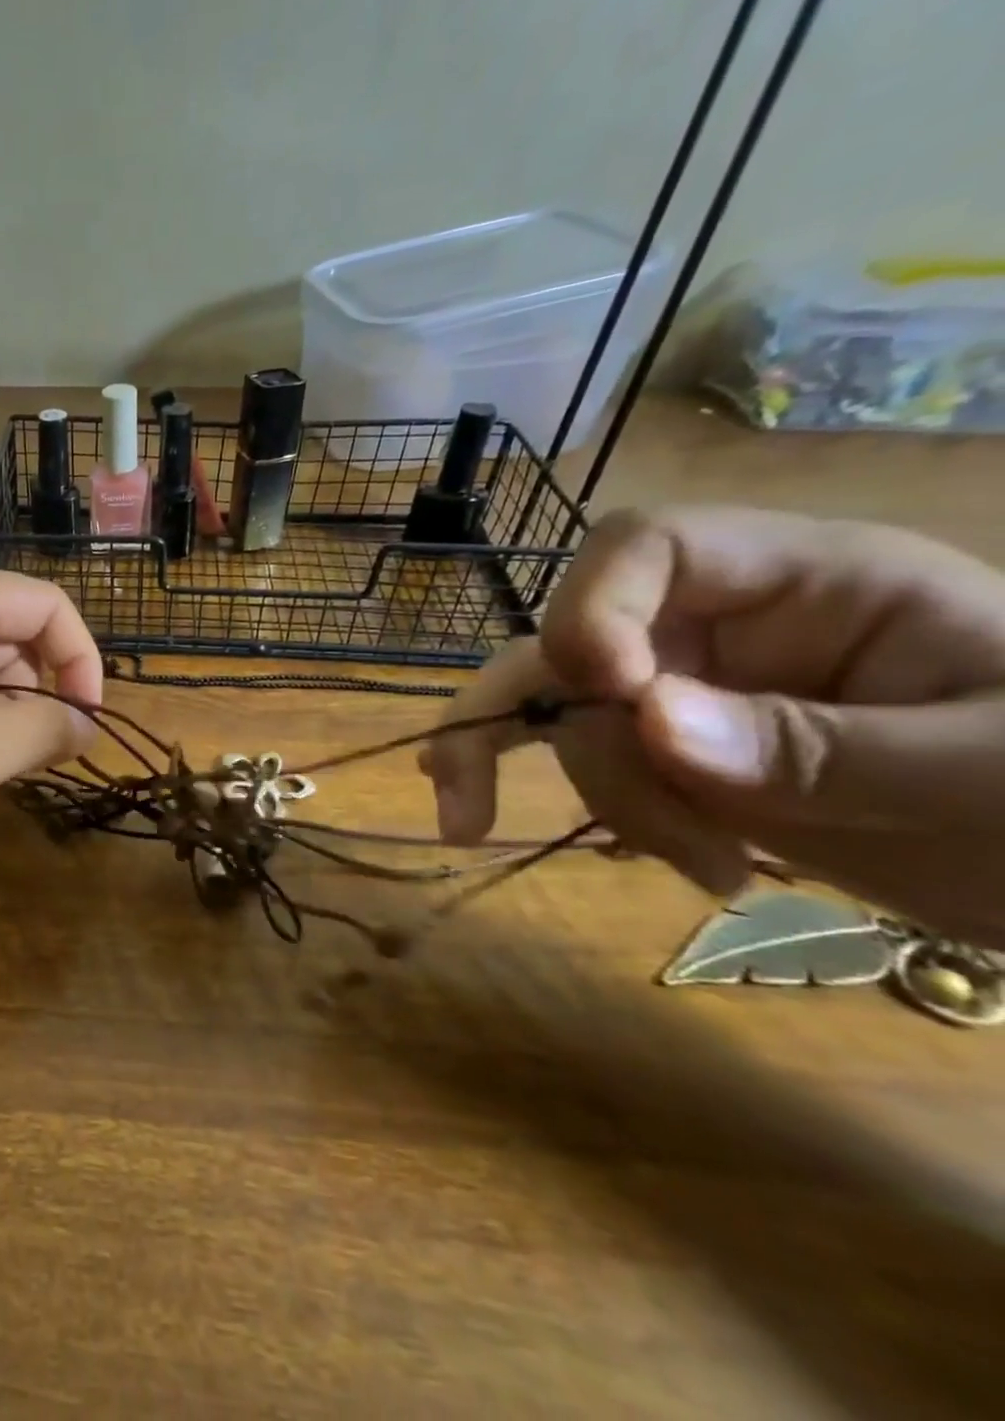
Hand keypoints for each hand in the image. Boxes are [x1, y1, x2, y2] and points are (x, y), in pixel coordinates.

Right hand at [422, 506, 1004, 945]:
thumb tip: (646, 723)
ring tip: (707, 872)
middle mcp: (712, 623)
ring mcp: (675, 687)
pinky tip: (467, 813)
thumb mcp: (988, 775)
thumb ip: (817, 744)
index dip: (596, 607)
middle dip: (570, 734)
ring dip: (604, 797)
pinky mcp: (655, 747)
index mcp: (803, 580)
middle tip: (570, 817)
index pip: (646, 547)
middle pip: (573, 644)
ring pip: (556, 713)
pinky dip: (508, 779)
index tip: (613, 698)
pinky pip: (559, 748)